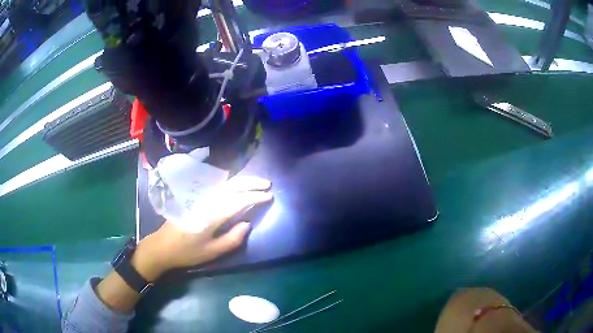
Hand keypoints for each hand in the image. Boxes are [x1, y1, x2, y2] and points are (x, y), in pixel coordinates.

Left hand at [132, 176, 272, 280]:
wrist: (163, 246)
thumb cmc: (187, 252)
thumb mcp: (211, 252)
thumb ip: (232, 239)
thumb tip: (247, 224)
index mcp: (211, 215)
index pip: (238, 200)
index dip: (255, 197)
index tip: (269, 196)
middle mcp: (206, 201)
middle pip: (231, 185)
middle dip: (251, 182)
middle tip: (267, 184)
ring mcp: (200, 197)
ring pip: (224, 183)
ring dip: (242, 180)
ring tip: (257, 183)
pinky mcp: (195, 197)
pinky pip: (217, 186)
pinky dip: (231, 182)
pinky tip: (237, 184)